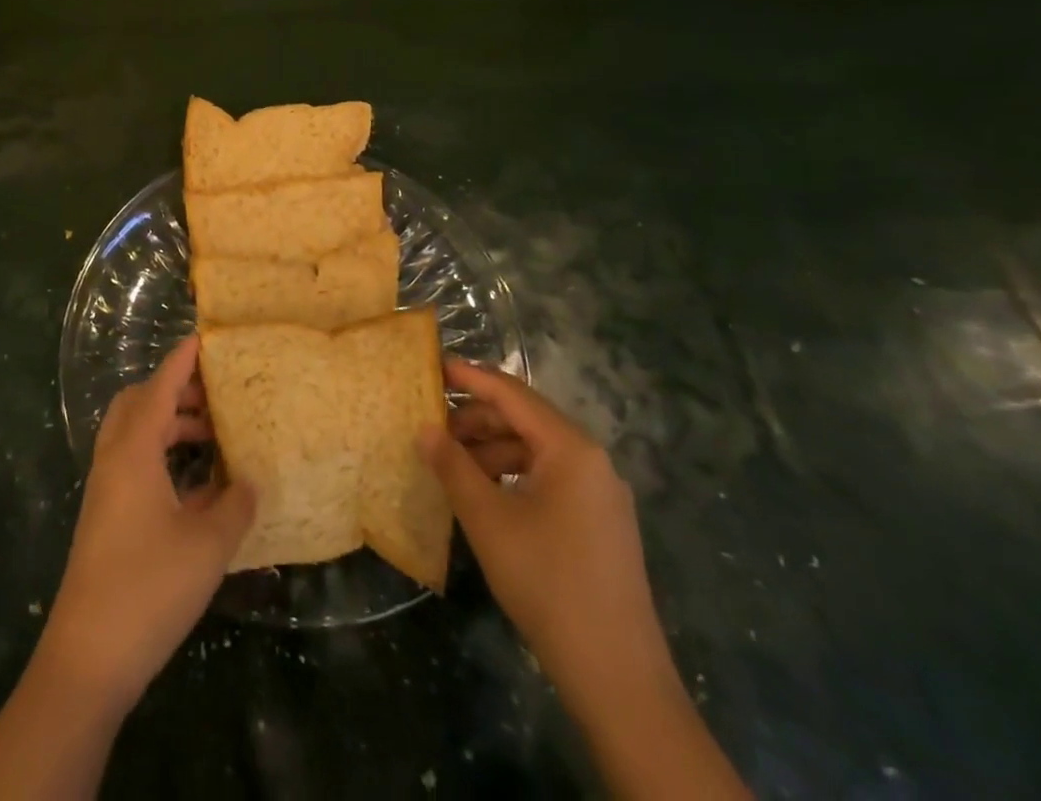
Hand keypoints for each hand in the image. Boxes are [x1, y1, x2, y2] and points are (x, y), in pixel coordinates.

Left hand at [36, 336, 255, 713]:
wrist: (87, 657)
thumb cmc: (148, 588)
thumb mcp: (207, 545)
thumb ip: (235, 506)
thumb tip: (251, 481)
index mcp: (134, 451)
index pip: (159, 386)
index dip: (182, 360)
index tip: (205, 337)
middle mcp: (114, 460)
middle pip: (139, 403)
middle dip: (175, 390)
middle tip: (214, 395)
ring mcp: (106, 489)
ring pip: (135, 435)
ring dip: (170, 425)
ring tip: (213, 437)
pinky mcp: (106, 517)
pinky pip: (134, 465)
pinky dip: (162, 458)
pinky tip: (197, 487)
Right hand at [422, 359, 672, 705]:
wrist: (616, 674)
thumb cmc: (546, 581)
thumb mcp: (487, 519)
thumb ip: (452, 466)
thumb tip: (424, 428)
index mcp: (571, 448)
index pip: (512, 394)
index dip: (470, 377)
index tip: (433, 366)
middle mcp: (592, 460)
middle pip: (525, 419)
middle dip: (476, 419)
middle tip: (432, 426)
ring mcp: (600, 493)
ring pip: (536, 451)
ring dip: (491, 449)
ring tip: (451, 464)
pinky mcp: (600, 523)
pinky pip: (549, 478)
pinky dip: (512, 474)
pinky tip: (484, 493)